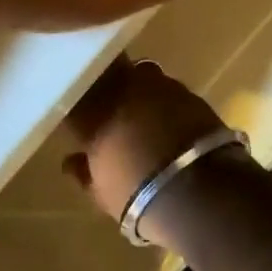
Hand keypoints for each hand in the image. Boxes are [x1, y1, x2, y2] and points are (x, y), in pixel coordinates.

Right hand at [62, 57, 237, 245]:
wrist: (200, 193)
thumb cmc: (140, 198)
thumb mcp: (103, 193)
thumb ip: (83, 172)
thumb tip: (70, 161)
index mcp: (94, 112)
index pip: (75, 94)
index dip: (76, 102)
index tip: (76, 112)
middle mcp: (124, 88)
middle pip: (108, 72)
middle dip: (107, 85)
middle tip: (109, 105)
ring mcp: (159, 85)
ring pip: (140, 73)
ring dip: (138, 88)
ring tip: (143, 111)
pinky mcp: (189, 92)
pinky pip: (168, 87)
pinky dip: (165, 99)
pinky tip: (169, 118)